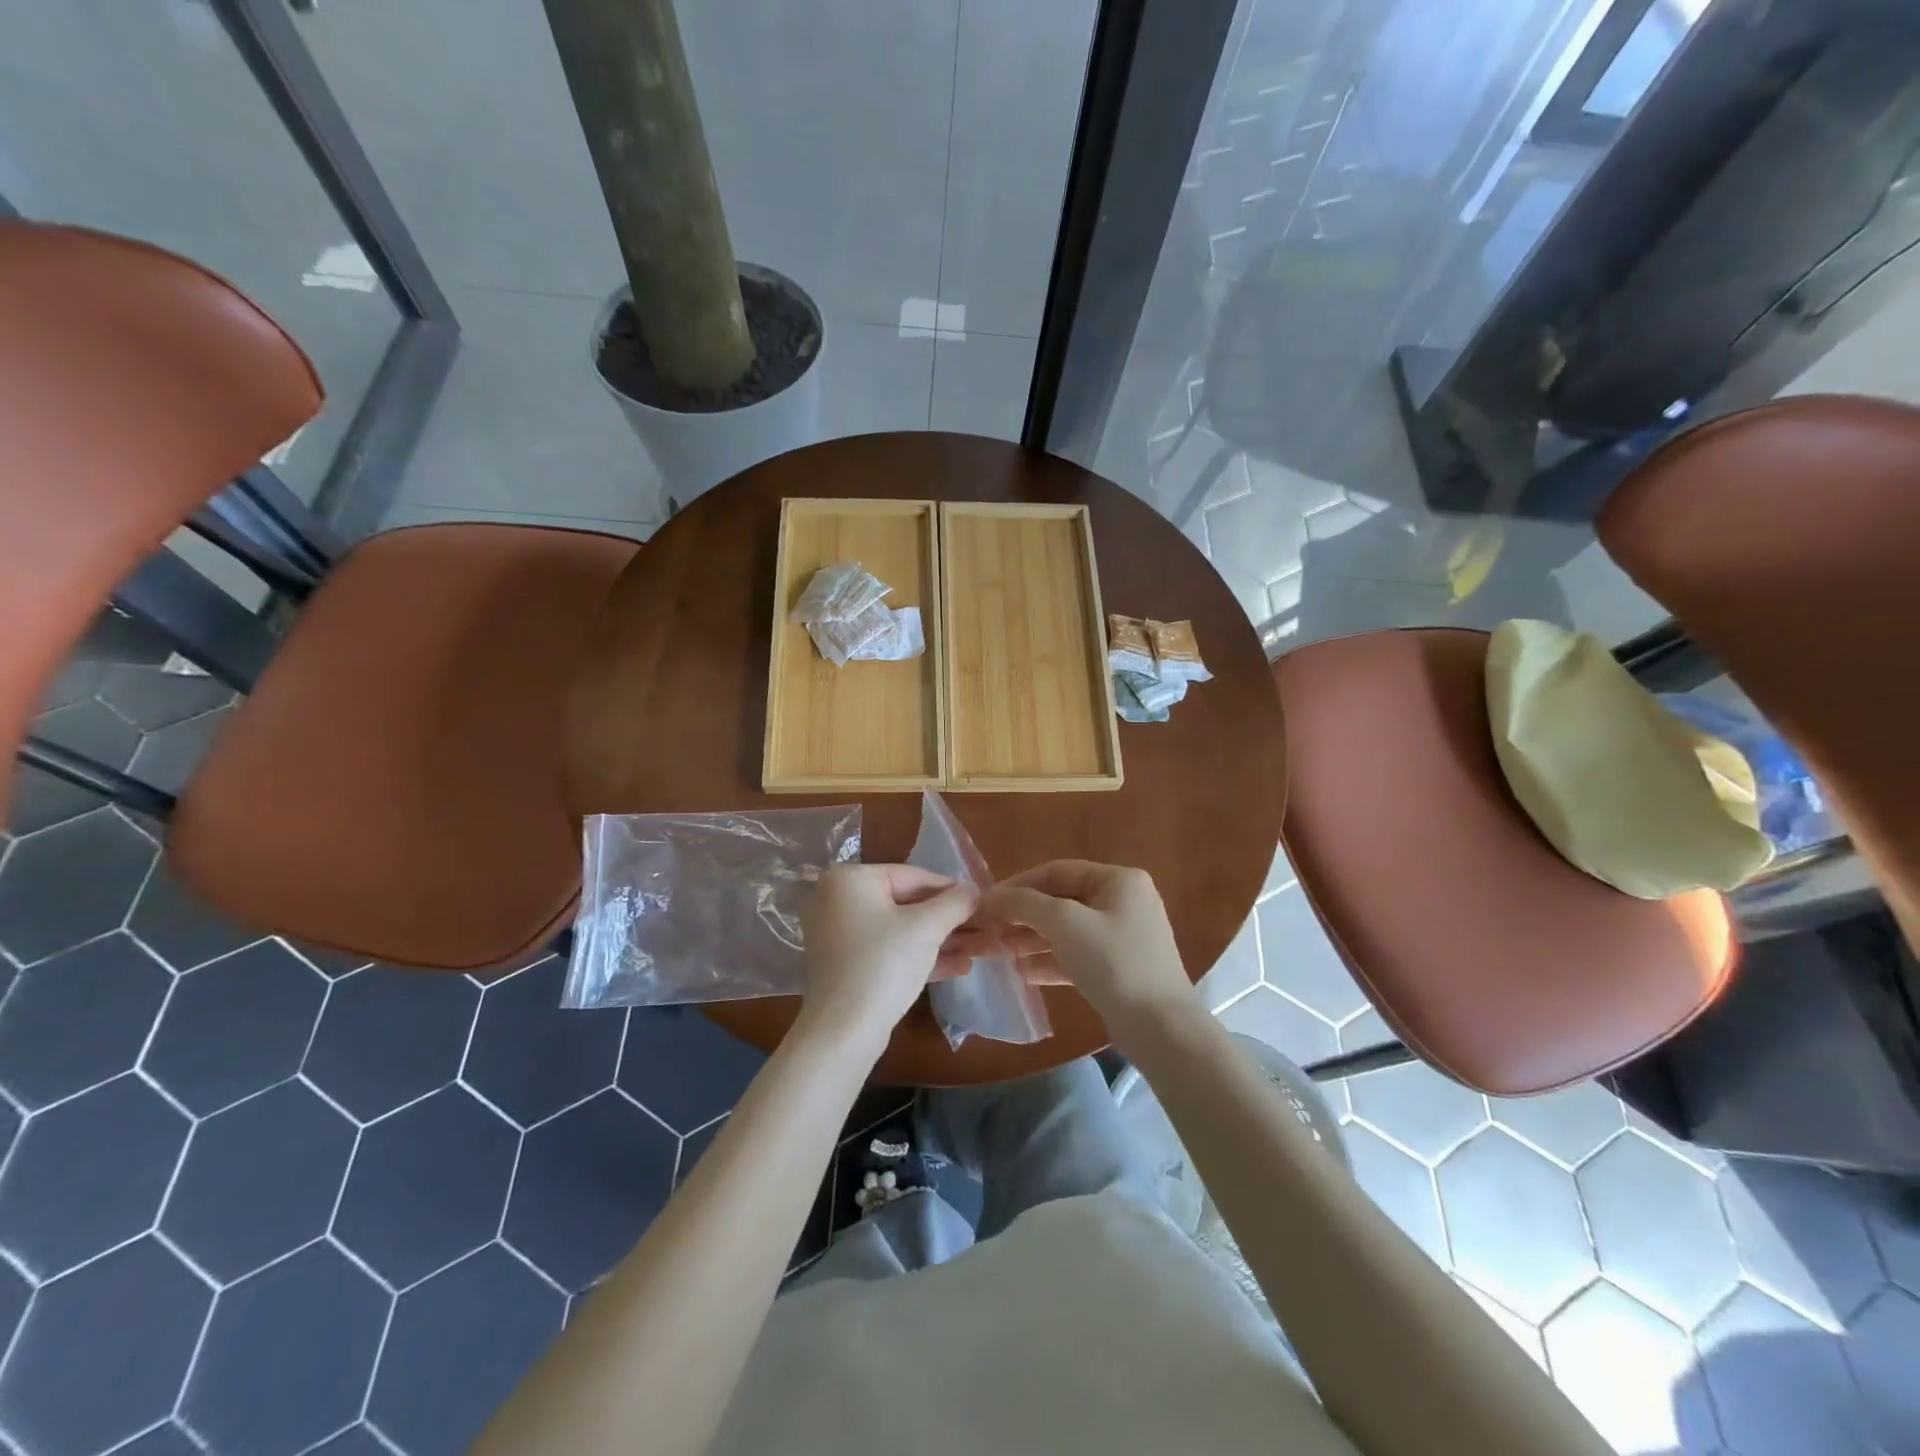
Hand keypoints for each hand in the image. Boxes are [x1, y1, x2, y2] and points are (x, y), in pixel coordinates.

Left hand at [797, 865, 977, 1052]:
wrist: (842, 1033)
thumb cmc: (883, 965)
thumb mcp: (926, 928)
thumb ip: (955, 902)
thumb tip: (973, 889)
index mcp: (851, 879)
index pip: (914, 876)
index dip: (953, 891)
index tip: (984, 903)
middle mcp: (839, 900)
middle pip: (908, 904)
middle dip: (950, 921)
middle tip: (987, 929)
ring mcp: (842, 935)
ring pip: (902, 930)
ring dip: (943, 940)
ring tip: (983, 949)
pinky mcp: (849, 966)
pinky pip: (890, 951)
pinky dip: (921, 957)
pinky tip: (960, 967)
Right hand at [977, 861, 1192, 1035]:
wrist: (1161, 1028)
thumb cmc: (1114, 963)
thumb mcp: (1065, 924)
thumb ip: (1025, 904)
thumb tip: (991, 896)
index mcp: (1119, 880)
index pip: (1057, 871)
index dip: (1019, 884)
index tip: (986, 902)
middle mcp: (1124, 901)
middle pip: (1062, 900)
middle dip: (1024, 915)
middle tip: (990, 929)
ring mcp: (1124, 936)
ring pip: (1068, 930)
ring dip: (1033, 939)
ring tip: (1001, 952)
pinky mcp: (1120, 968)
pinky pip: (1078, 955)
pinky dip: (1051, 961)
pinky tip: (1024, 974)